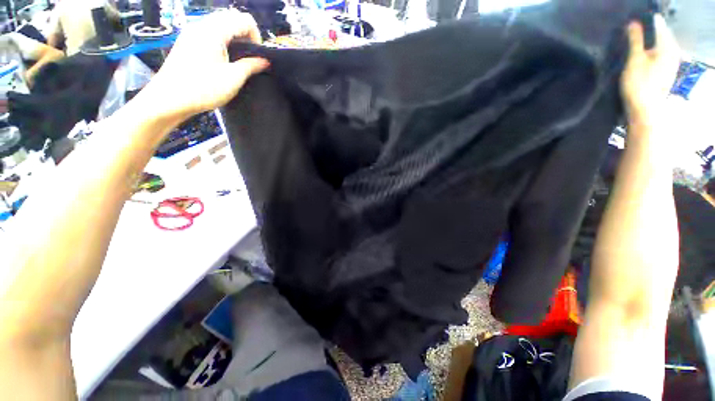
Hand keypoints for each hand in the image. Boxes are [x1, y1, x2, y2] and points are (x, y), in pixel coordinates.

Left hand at [140, 10, 268, 120]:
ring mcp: (192, 33)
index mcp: (214, 31)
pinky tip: (222, 60)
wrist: (169, 99)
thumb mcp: (233, 78)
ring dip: (234, 39)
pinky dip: (222, 41)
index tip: (257, 57)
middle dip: (245, 36)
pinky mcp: (187, 42)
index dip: (256, 36)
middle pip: (231, 19)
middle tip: (249, 58)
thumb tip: (264, 61)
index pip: (244, 20)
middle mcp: (202, 25)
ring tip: (237, 60)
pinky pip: (210, 33)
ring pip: (220, 25)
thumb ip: (251, 66)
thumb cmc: (203, 89)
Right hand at [620, 14, 679, 128]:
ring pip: (659, 46)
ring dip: (647, 43)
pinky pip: (658, 56)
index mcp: (668, 46)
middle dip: (647, 32)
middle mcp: (672, 53)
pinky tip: (641, 55)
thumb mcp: (635, 59)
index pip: (659, 25)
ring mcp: (670, 64)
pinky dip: (650, 52)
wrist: (644, 110)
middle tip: (631, 30)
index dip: (647, 21)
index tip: (633, 21)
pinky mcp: (665, 73)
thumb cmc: (639, 84)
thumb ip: (635, 40)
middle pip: (660, 36)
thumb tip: (633, 22)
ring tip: (634, 42)